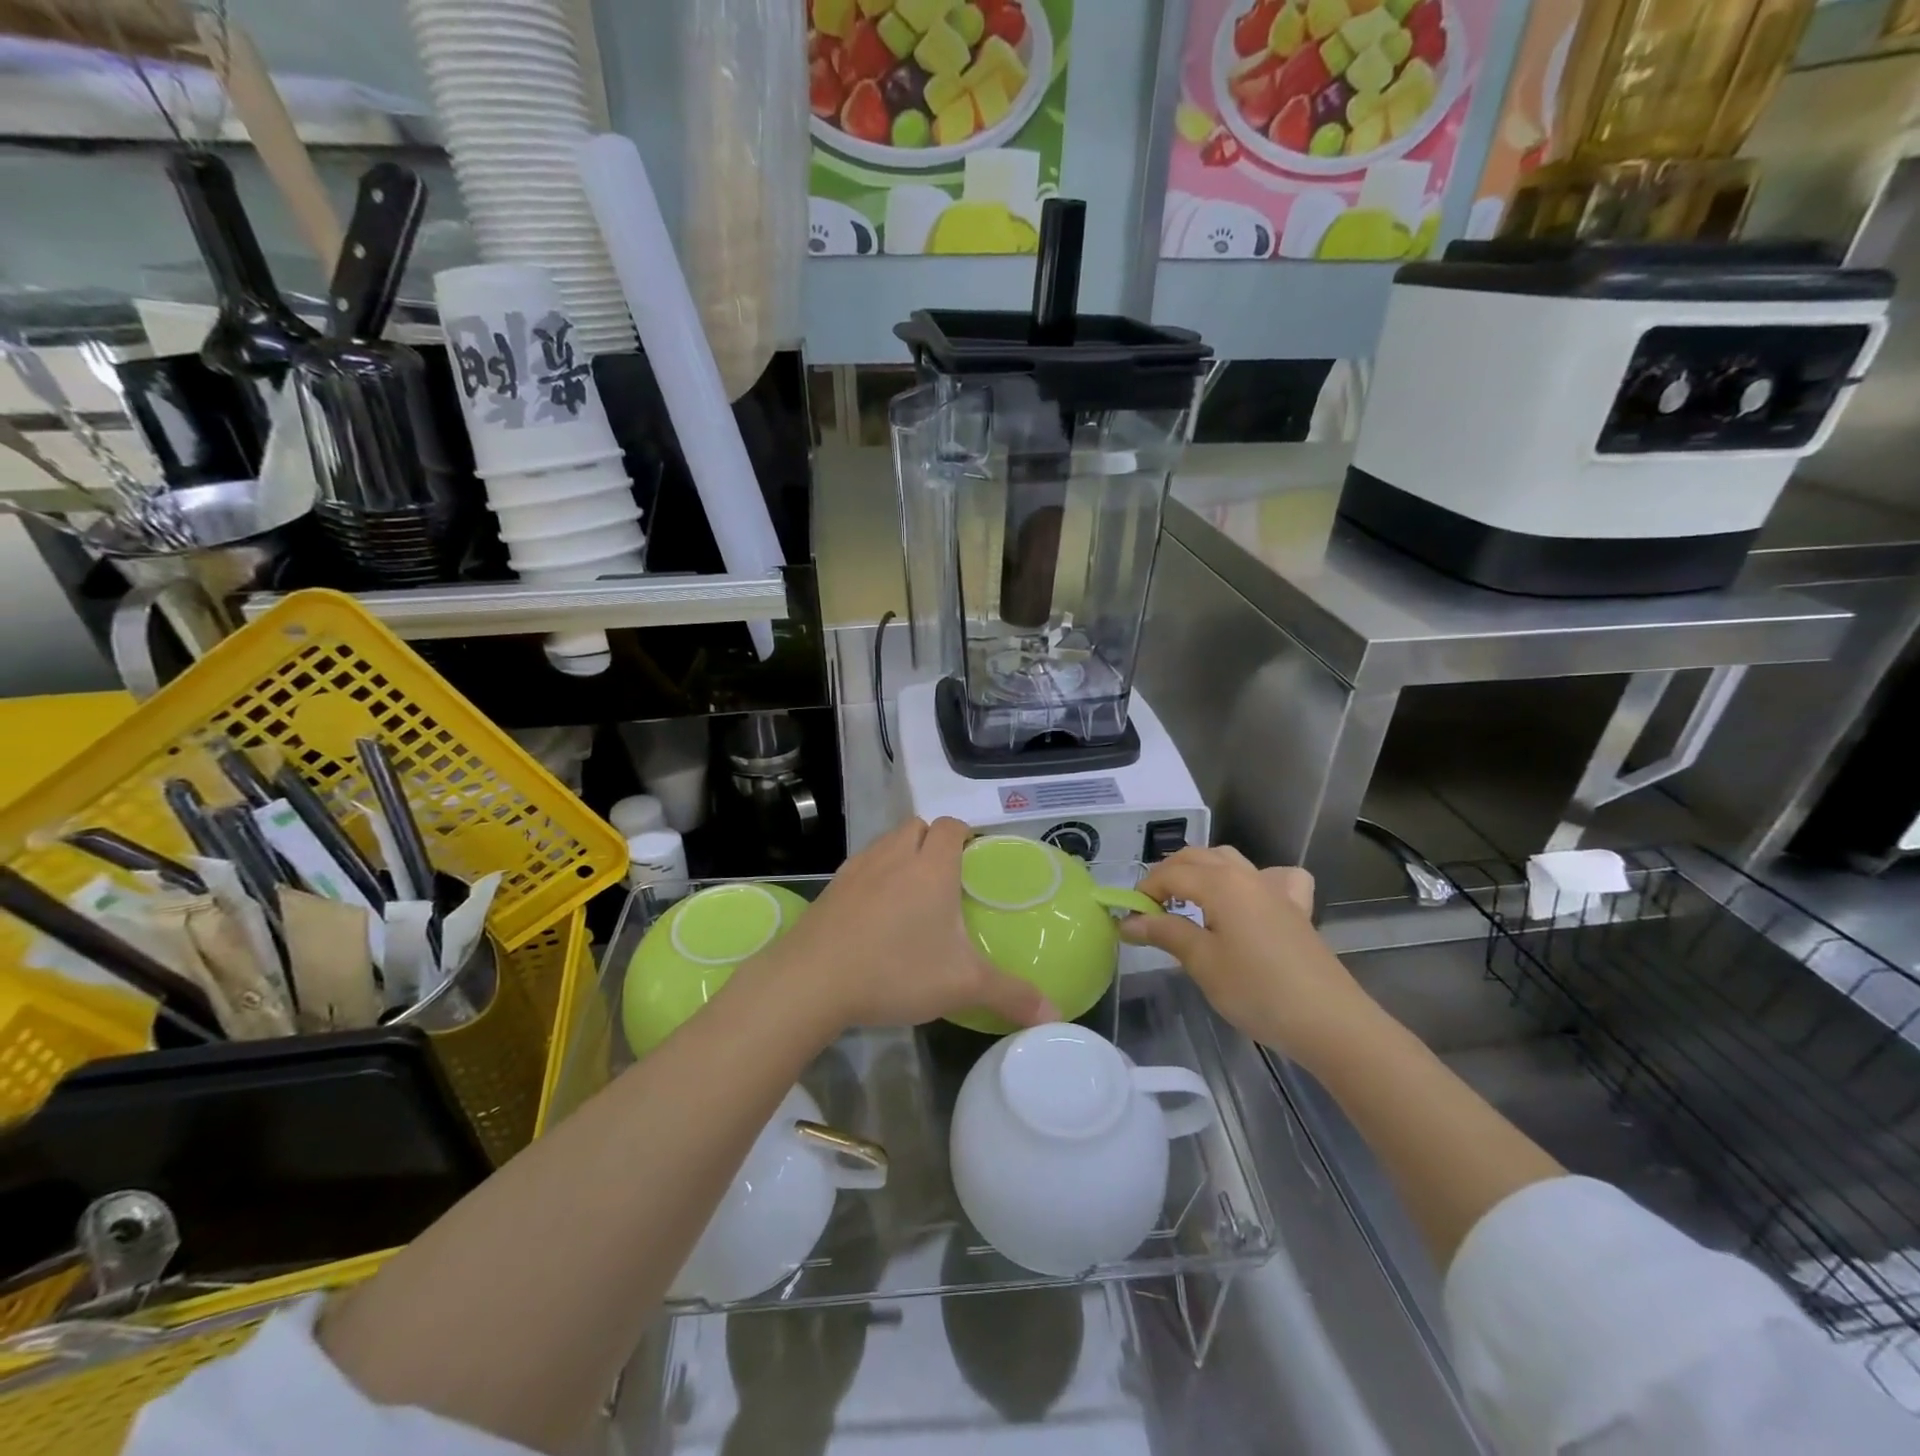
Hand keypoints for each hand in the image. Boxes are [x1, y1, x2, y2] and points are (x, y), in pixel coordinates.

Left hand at [761, 817, 1055, 1033]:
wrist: (812, 980)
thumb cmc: (896, 969)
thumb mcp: (962, 985)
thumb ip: (1011, 995)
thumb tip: (1055, 1014)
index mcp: (931, 866)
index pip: (951, 826)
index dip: (965, 834)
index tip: (974, 858)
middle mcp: (894, 855)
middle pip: (917, 826)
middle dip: (933, 841)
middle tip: (946, 879)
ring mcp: (858, 868)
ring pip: (886, 843)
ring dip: (901, 855)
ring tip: (911, 895)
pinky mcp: (831, 887)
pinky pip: (861, 866)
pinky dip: (874, 877)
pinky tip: (875, 915)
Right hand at [1118, 845, 1370, 1060]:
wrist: (1329, 1021)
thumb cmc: (1258, 991)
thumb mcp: (1202, 963)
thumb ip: (1165, 933)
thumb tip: (1129, 921)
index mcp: (1220, 883)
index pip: (1169, 874)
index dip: (1143, 892)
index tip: (1127, 918)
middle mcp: (1246, 875)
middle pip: (1197, 858)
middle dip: (1167, 876)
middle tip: (1149, 910)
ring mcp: (1275, 889)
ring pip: (1229, 861)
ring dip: (1201, 872)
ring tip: (1186, 900)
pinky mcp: (1296, 908)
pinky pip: (1272, 877)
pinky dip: (1252, 879)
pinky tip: (1249, 899)